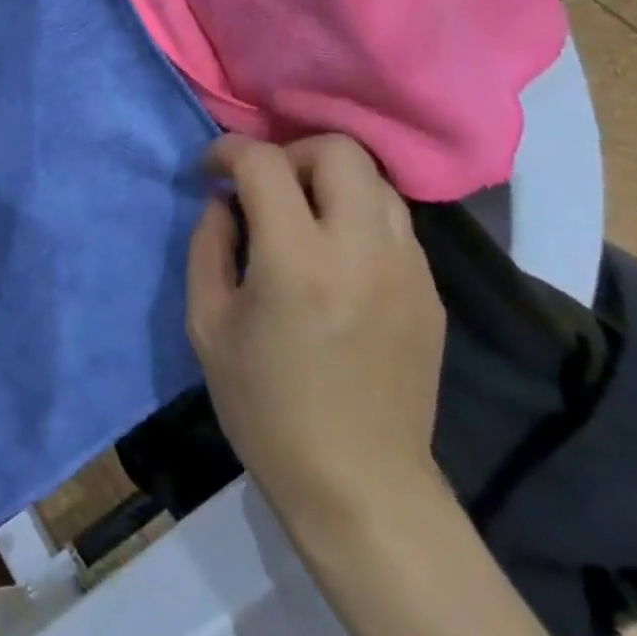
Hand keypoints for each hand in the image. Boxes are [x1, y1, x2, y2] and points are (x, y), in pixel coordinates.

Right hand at [187, 135, 446, 531]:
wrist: (360, 486)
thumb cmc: (266, 407)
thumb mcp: (206, 322)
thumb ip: (208, 244)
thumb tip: (223, 200)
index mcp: (297, 260)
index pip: (265, 161)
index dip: (228, 151)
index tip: (211, 171)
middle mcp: (361, 250)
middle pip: (338, 149)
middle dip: (290, 152)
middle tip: (265, 189)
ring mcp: (407, 269)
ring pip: (374, 179)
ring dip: (329, 180)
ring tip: (302, 216)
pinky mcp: (429, 291)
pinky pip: (394, 221)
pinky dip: (357, 214)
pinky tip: (335, 254)